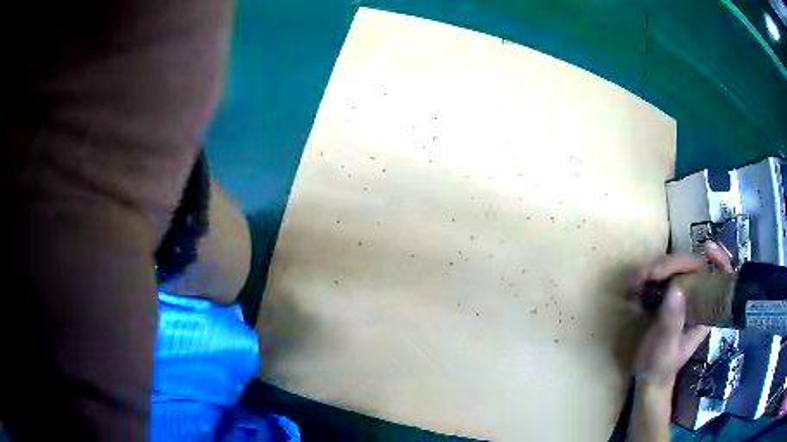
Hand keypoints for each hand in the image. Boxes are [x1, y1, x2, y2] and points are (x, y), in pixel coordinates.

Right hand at [632, 242, 732, 387]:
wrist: (648, 379)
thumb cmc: (660, 367)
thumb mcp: (665, 347)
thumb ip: (672, 320)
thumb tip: (675, 288)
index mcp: (706, 311)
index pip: (721, 277)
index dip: (719, 258)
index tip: (706, 248)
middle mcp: (698, 299)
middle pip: (694, 266)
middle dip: (673, 264)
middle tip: (649, 273)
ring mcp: (684, 297)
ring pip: (678, 268)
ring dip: (658, 268)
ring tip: (637, 280)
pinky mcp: (670, 298)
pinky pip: (664, 277)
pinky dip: (650, 276)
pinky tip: (637, 285)